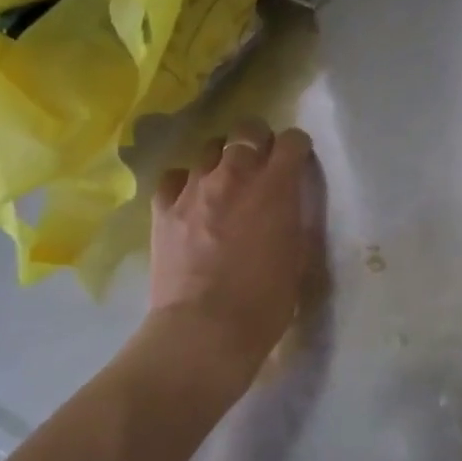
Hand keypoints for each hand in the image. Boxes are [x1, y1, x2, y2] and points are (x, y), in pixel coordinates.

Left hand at [150, 120, 315, 375]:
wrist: (205, 330)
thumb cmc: (264, 301)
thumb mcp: (297, 256)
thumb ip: (293, 218)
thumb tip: (287, 203)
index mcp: (275, 186)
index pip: (292, 141)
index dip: (297, 147)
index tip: (298, 161)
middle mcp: (235, 175)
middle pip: (247, 130)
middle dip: (258, 140)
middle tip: (261, 164)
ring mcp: (194, 188)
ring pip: (209, 148)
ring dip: (222, 160)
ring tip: (224, 183)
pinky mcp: (163, 207)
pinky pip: (174, 177)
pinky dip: (185, 183)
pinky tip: (190, 201)